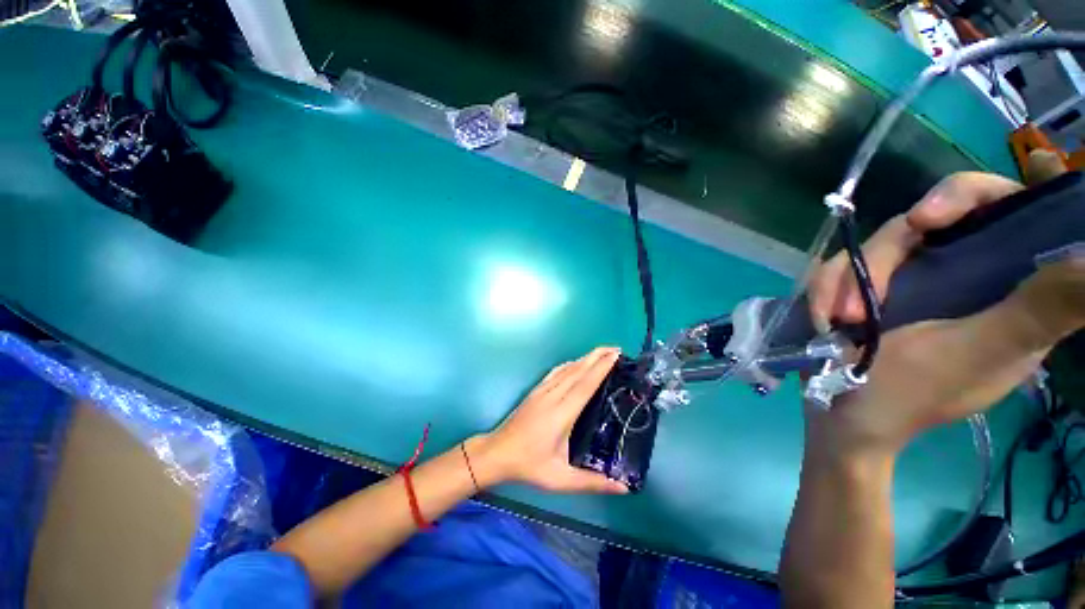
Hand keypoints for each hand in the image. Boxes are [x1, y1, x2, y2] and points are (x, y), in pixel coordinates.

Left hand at [468, 347, 629, 493]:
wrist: (497, 452)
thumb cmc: (529, 465)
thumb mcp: (560, 479)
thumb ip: (591, 482)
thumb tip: (624, 489)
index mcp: (561, 414)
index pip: (585, 385)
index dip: (601, 369)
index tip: (615, 356)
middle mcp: (553, 396)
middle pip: (578, 370)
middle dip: (597, 356)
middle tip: (616, 348)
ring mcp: (543, 391)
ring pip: (567, 368)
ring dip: (585, 358)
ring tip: (602, 352)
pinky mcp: (536, 390)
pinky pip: (556, 371)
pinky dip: (571, 364)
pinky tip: (577, 363)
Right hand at [806, 172, 1084, 455]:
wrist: (844, 414)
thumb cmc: (912, 392)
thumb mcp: (980, 352)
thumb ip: (1041, 308)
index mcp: (1005, 283)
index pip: (1010, 210)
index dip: (983, 194)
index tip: (936, 214)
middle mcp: (960, 270)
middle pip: (929, 221)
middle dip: (887, 253)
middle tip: (865, 290)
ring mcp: (907, 278)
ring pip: (875, 246)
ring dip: (845, 279)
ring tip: (837, 320)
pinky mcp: (865, 288)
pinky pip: (841, 267)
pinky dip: (826, 289)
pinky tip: (824, 317)